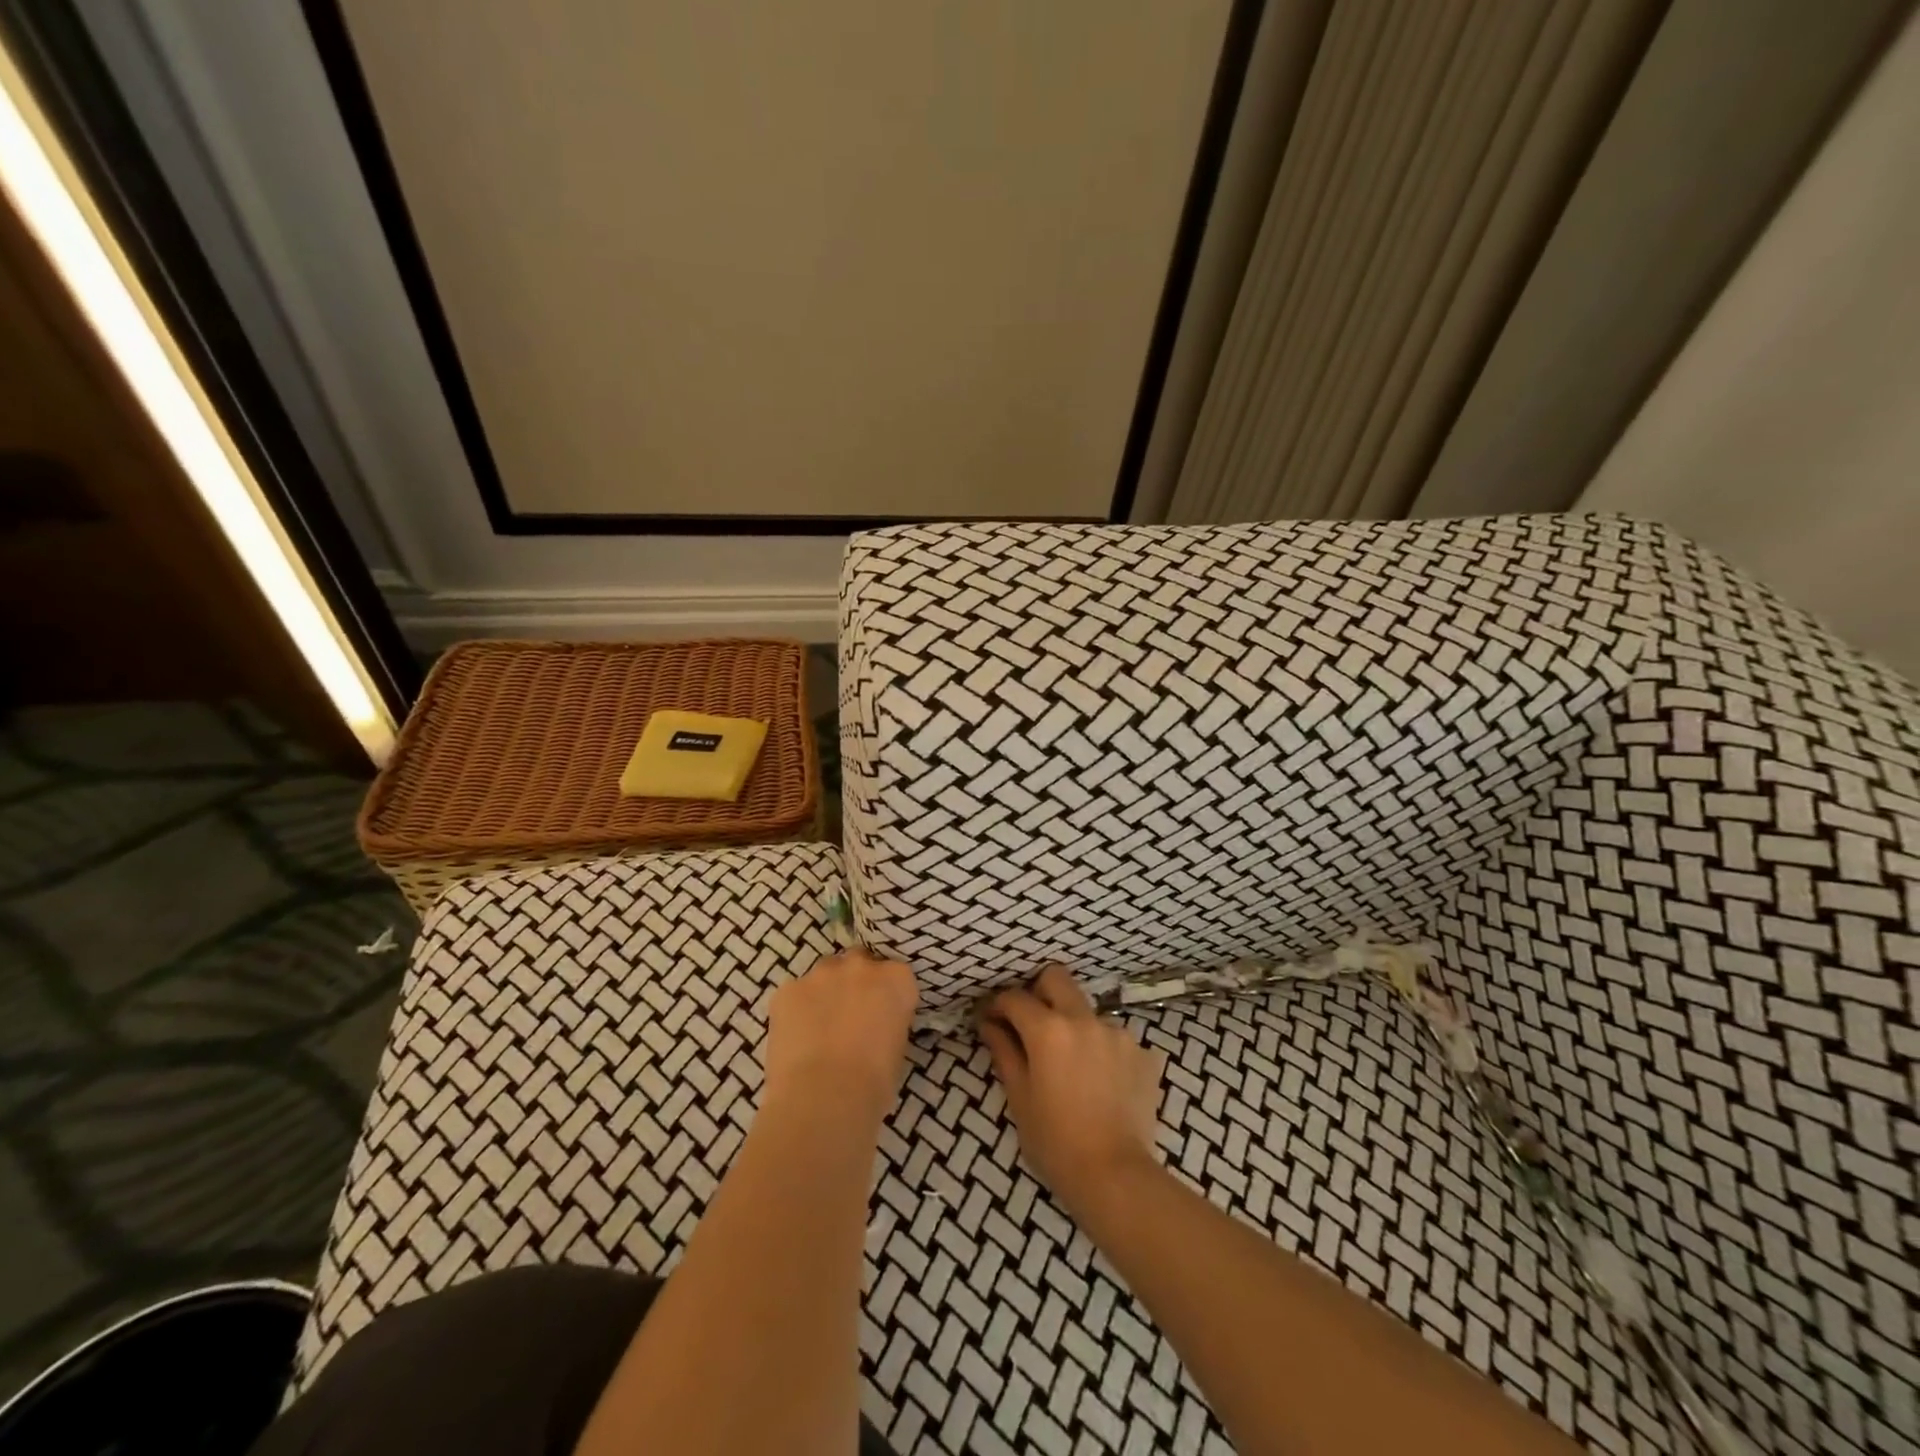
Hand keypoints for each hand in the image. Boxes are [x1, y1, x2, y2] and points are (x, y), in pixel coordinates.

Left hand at [764, 949, 917, 1121]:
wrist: (824, 1098)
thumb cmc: (873, 1083)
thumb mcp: (897, 1049)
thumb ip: (888, 1022)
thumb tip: (876, 1027)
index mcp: (896, 979)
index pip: (896, 975)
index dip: (887, 995)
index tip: (883, 1016)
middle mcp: (860, 966)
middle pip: (859, 963)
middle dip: (856, 983)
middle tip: (851, 1016)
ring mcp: (821, 974)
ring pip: (825, 974)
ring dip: (826, 992)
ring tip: (820, 1029)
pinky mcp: (788, 989)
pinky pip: (795, 994)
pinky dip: (797, 1011)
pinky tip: (796, 1040)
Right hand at [978, 965, 1164, 1218]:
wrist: (1116, 1176)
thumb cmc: (1055, 1142)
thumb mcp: (1020, 1098)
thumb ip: (1004, 1052)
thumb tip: (989, 1024)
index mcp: (1048, 1029)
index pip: (1015, 998)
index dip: (998, 1006)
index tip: (991, 1020)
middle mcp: (1084, 1019)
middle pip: (1056, 978)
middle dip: (1038, 992)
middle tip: (1031, 1023)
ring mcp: (1118, 1033)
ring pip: (1088, 1011)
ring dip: (1074, 1025)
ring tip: (1071, 1064)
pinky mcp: (1143, 1053)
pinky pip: (1114, 1039)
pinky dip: (1102, 1051)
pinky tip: (1100, 1082)